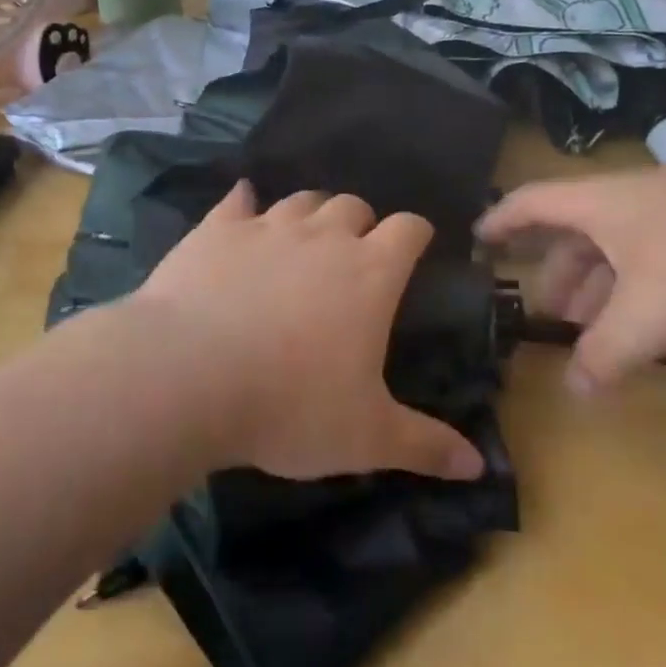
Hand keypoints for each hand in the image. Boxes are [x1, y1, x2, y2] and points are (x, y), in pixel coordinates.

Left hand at [130, 182, 484, 481]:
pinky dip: (244, 202)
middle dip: (361, 222)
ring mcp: (266, 227)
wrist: (187, 376)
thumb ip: (424, 446)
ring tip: (304, 236)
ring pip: (300, 200)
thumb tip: (478, 466)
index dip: (417, 233)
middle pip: (353, 205)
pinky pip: (237, 201)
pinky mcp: (215, 229)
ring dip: (310, 213)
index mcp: (370, 273)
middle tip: (354, 253)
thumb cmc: (289, 406)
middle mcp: (322, 237)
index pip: (409, 229)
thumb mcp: (365, 437)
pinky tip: (242, 206)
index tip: (416, 245)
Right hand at [478, 164, 665, 393]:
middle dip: (557, 271)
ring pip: (622, 243)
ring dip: (601, 283)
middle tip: (550, 315)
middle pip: (578, 229)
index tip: (477, 240)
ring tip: (597, 327)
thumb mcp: (650, 317)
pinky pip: (661, 251)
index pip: (533, 201)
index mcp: (604, 203)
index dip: (501, 220)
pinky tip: (657, 318)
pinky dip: (641, 283)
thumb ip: (604, 354)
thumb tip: (575, 392)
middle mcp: (636, 197)